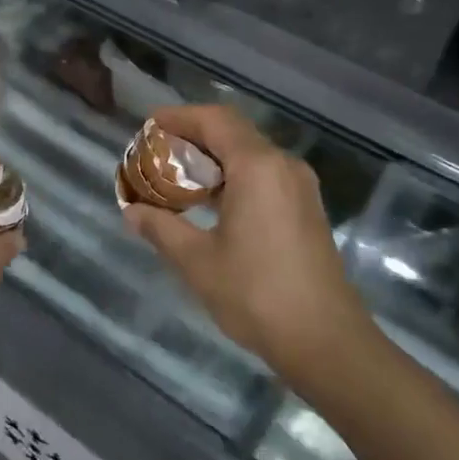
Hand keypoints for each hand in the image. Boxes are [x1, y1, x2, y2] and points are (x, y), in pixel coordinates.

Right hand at [122, 105, 365, 377]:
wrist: (326, 342)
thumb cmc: (256, 295)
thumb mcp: (197, 261)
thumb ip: (161, 228)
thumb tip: (132, 211)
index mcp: (258, 167)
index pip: (214, 120)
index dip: (179, 117)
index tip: (149, 126)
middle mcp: (283, 166)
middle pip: (233, 132)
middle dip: (194, 136)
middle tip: (157, 153)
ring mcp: (300, 187)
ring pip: (250, 154)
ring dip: (214, 158)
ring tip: (177, 177)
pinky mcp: (307, 209)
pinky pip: (265, 175)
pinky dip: (234, 176)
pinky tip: (211, 202)